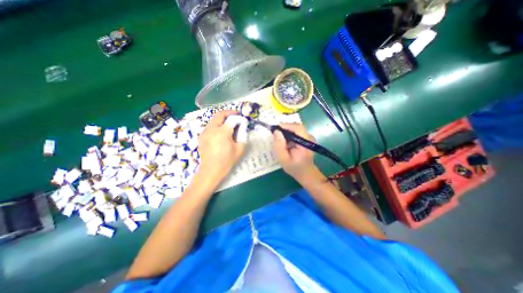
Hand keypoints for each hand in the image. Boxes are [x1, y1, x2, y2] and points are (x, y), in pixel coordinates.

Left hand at [198, 110, 246, 184]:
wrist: (210, 171)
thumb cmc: (226, 161)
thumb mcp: (239, 149)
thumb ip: (243, 135)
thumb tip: (243, 126)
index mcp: (222, 132)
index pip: (232, 119)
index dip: (239, 118)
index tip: (243, 120)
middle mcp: (212, 129)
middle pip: (219, 115)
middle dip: (228, 113)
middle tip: (235, 115)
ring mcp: (205, 132)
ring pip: (213, 120)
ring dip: (222, 119)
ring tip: (229, 123)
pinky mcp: (201, 136)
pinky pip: (210, 126)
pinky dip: (217, 125)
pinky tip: (221, 132)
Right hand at [272, 123, 320, 183]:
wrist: (306, 173)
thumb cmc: (294, 168)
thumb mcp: (283, 159)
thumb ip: (279, 145)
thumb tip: (276, 131)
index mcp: (305, 143)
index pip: (297, 128)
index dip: (286, 125)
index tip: (275, 127)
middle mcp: (309, 138)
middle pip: (297, 127)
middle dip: (285, 128)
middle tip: (275, 132)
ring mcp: (309, 138)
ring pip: (297, 129)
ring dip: (287, 131)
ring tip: (279, 136)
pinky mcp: (307, 139)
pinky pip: (297, 132)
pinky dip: (290, 134)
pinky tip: (285, 140)